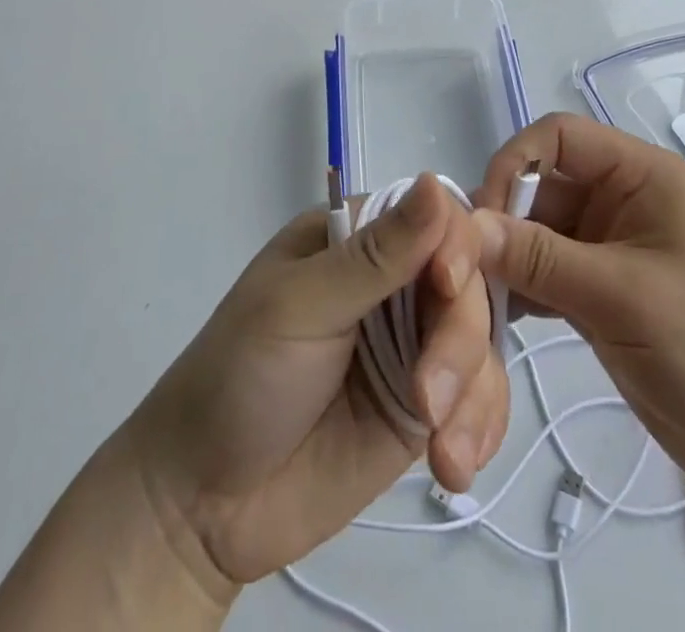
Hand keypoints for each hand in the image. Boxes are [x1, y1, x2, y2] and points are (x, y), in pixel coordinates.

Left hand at [127, 174, 509, 592]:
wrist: (204, 505)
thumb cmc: (239, 376)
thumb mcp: (301, 307)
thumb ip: (375, 256)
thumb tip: (431, 179)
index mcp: (355, 236)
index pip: (433, 215)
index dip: (456, 245)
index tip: (447, 287)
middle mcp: (391, 281)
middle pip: (467, 281)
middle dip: (459, 338)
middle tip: (427, 400)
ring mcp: (411, 343)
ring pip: (481, 340)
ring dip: (474, 393)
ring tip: (442, 453)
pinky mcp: (423, 404)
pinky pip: (477, 398)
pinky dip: (480, 428)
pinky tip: (454, 467)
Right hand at [473, 114, 684, 511]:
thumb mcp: (621, 296)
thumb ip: (539, 257)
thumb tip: (465, 226)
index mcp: (641, 175)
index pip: (559, 137)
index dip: (514, 163)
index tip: (484, 218)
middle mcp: (623, 200)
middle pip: (542, 185)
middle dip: (505, 219)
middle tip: (469, 266)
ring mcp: (611, 247)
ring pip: (538, 231)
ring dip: (508, 258)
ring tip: (476, 296)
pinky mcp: (602, 291)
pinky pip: (547, 272)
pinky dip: (523, 288)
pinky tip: (498, 317)